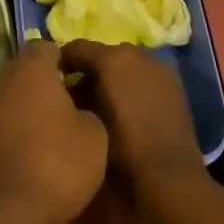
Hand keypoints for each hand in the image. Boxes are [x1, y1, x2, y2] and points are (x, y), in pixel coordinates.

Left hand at [0, 39, 107, 223]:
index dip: (65, 58)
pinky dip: (14, 123)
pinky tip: (32, 144)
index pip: (46, 46)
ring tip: (52, 125)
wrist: (11, 211)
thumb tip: (78, 105)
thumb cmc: (60, 163)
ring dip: (27, 102)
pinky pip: (0, 117)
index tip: (81, 77)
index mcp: (31, 69)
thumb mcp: (95, 134)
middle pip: (24, 67)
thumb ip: (87, 107)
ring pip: (10, 92)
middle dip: (44, 79)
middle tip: (69, 100)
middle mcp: (1, 79)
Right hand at [58, 41, 204, 197]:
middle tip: (73, 96)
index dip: (61, 62)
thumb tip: (66, 87)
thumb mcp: (85, 119)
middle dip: (87, 71)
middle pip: (103, 55)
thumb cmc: (120, 147)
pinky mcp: (174, 86)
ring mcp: (160, 68)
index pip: (76, 48)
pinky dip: (131, 86)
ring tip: (98, 105)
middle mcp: (138, 54)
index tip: (49, 80)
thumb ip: (73, 94)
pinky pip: (144, 77)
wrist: (168, 175)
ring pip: (125, 66)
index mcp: (113, 58)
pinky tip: (124, 110)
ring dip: (110, 79)